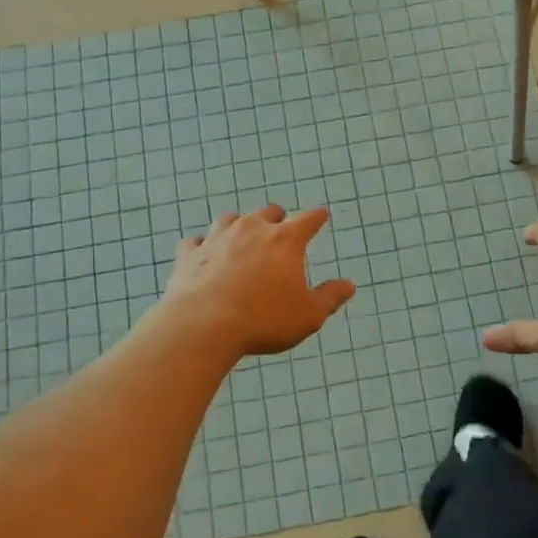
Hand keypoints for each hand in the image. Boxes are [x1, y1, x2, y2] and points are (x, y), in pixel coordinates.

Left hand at [162, 204, 355, 356]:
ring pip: (230, 219)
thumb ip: (329, 297)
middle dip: (276, 218)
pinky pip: (196, 242)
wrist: (203, 325)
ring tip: (241, 236)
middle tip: (279, 228)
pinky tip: (203, 254)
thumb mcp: (308, 315)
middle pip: (268, 212)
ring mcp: (217, 238)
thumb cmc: (264, 319)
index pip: (308, 220)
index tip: (321, 215)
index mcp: (285, 241)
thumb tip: (348, 285)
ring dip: (239, 225)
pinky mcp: (189, 254)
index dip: (317, 218)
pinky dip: (203, 246)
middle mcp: (251, 229)